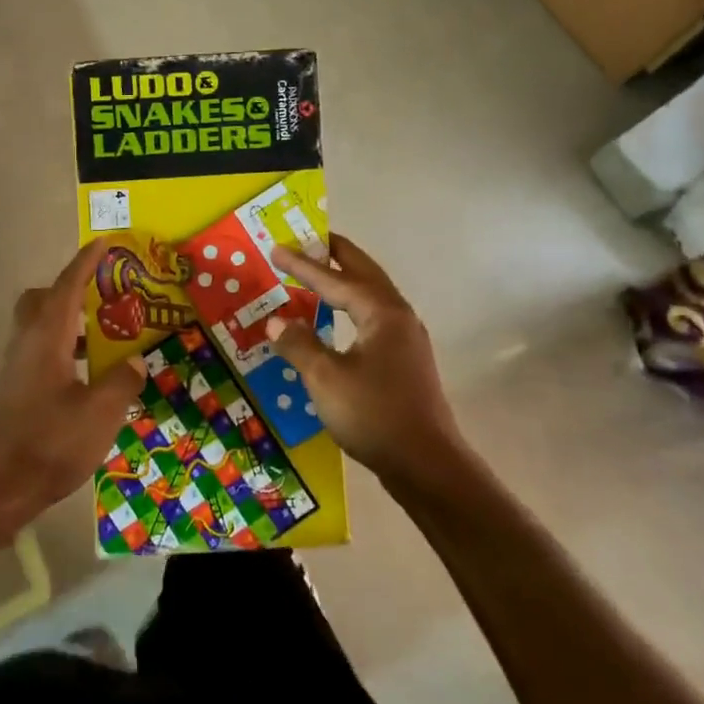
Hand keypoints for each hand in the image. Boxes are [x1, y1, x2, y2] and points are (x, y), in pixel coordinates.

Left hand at [0, 238, 147, 517]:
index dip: (85, 263)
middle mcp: (25, 343)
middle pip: (41, 300)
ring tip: (102, 337)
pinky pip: (38, 351)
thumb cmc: (50, 443)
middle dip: (69, 290)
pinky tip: (85, 376)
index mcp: (46, 337)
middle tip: (101, 297)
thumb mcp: (100, 413)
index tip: (102, 243)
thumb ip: (121, 381)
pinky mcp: (13, 390)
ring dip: (67, 322)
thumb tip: (135, 361)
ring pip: (38, 327)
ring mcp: (15, 367)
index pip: (66, 287)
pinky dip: (61, 348)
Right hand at [266, 234, 464, 483]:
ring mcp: (406, 339)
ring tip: (322, 272)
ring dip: (346, 279)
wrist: (427, 465)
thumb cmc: (375, 415)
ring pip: (373, 295)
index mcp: (381, 313)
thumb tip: (275, 321)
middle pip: (364, 273)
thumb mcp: (326, 379)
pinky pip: (374, 317)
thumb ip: (298, 345)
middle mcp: (398, 317)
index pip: (335, 279)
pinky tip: (339, 319)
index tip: (276, 248)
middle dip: (336, 255)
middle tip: (309, 238)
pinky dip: (353, 305)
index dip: (303, 265)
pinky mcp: (405, 361)